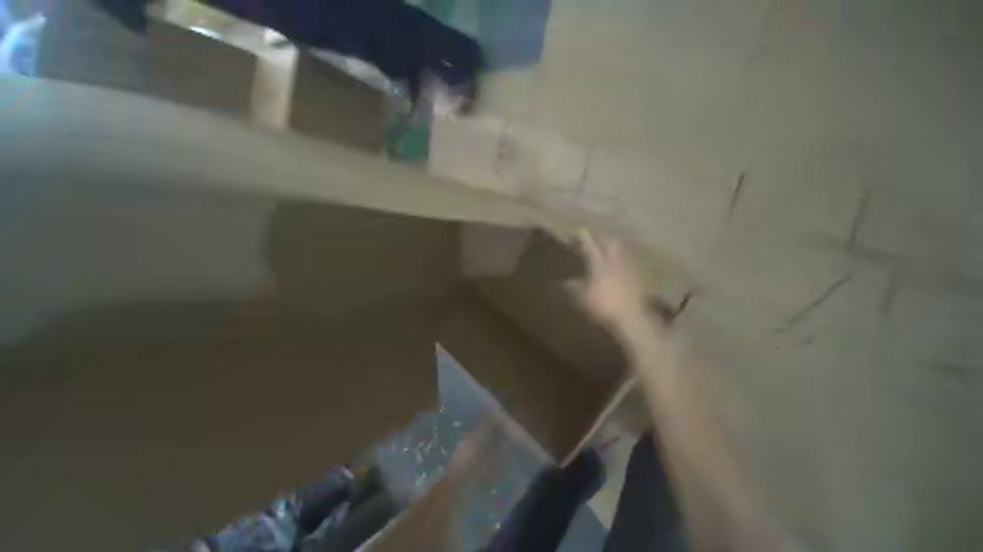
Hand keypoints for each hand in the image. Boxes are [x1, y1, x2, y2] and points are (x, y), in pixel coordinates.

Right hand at [570, 229, 650, 329]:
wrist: (632, 317)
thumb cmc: (604, 305)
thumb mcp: (584, 298)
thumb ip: (574, 288)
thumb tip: (564, 282)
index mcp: (600, 265)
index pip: (591, 247)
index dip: (585, 238)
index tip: (580, 230)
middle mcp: (616, 263)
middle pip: (612, 244)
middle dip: (605, 239)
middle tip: (599, 239)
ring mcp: (630, 269)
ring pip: (624, 252)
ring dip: (617, 249)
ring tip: (611, 250)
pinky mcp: (640, 278)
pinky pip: (632, 264)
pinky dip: (626, 262)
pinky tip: (623, 268)